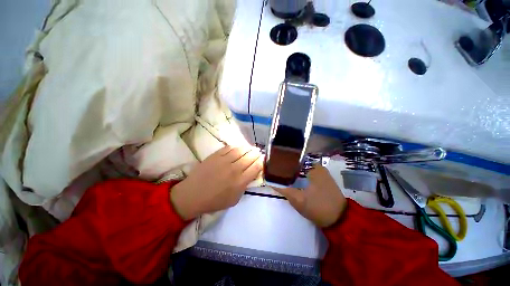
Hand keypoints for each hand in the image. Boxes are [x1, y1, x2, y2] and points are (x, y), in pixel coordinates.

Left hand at [170, 146, 262, 219]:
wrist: (192, 195)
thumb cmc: (214, 201)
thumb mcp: (234, 200)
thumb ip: (244, 187)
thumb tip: (251, 175)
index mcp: (240, 182)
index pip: (256, 167)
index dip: (261, 162)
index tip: (262, 160)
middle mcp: (234, 169)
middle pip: (250, 157)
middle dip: (256, 153)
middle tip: (258, 152)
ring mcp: (224, 161)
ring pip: (241, 150)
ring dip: (248, 148)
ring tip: (250, 148)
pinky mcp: (215, 155)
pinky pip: (229, 148)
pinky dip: (235, 147)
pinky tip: (237, 148)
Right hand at [274, 166, 346, 227]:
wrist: (339, 220)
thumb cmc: (318, 207)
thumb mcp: (297, 199)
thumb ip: (283, 189)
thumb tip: (270, 181)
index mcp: (313, 167)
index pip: (293, 160)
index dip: (282, 163)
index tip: (274, 168)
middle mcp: (317, 166)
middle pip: (297, 164)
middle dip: (287, 168)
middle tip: (277, 173)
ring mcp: (321, 173)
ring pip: (301, 169)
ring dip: (292, 173)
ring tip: (282, 176)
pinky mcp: (322, 179)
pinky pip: (306, 174)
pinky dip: (299, 177)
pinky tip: (293, 181)